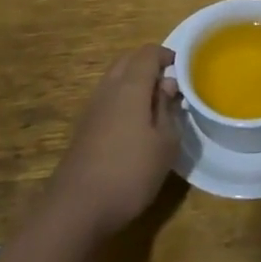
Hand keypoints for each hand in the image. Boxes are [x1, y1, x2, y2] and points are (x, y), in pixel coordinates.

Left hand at [47, 45, 180, 238]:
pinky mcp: (84, 128)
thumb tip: (167, 85)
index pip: (147, 53)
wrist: (77, 208)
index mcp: (130, 87)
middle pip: (128, 61)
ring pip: (115, 80)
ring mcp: (92, 108)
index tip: (184, 69)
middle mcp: (108, 89)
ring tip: (156, 106)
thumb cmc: (130, 172)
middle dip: (149, 65)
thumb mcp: (165, 144)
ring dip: (135, 83)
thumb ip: (168, 109)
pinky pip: (107, 99)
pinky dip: (123, 100)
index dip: (166, 55)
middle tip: (170, 85)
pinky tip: (135, 126)